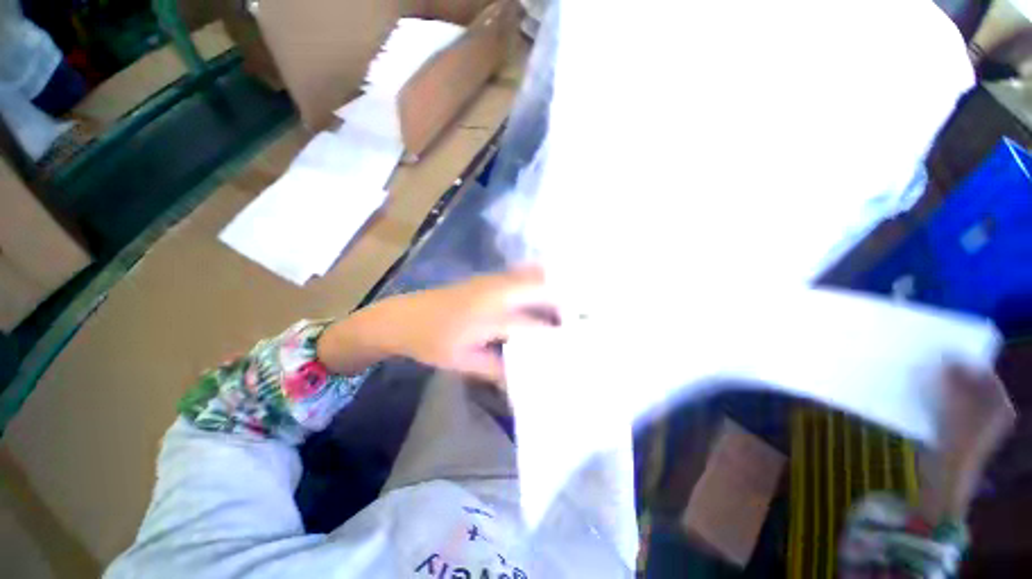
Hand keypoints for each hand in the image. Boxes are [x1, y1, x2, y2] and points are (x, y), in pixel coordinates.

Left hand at [318, 266, 556, 382]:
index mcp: (490, 316)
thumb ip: (497, 369)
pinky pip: (521, 273)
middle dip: (565, 300)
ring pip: (532, 275)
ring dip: (554, 286)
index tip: (577, 343)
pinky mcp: (488, 278)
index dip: (557, 334)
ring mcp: (492, 280)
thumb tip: (524, 378)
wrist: (403, 317)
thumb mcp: (464, 362)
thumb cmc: (431, 342)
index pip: (533, 326)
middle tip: (583, 316)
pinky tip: (547, 288)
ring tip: (572, 302)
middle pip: (540, 288)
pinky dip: (539, 278)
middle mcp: (496, 292)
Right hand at [919, 365, 1015, 519]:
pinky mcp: (957, 433)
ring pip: (957, 396)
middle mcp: (993, 412)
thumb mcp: (957, 403)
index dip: (964, 360)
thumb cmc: (957, 437)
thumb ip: (955, 376)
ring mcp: (975, 425)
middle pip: (971, 384)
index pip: (984, 372)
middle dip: (951, 373)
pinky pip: (948, 408)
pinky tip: (921, 400)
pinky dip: (936, 401)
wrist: (946, 477)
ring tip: (922, 379)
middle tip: (930, 364)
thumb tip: (947, 353)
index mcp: (1000, 403)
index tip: (941, 351)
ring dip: (941, 387)